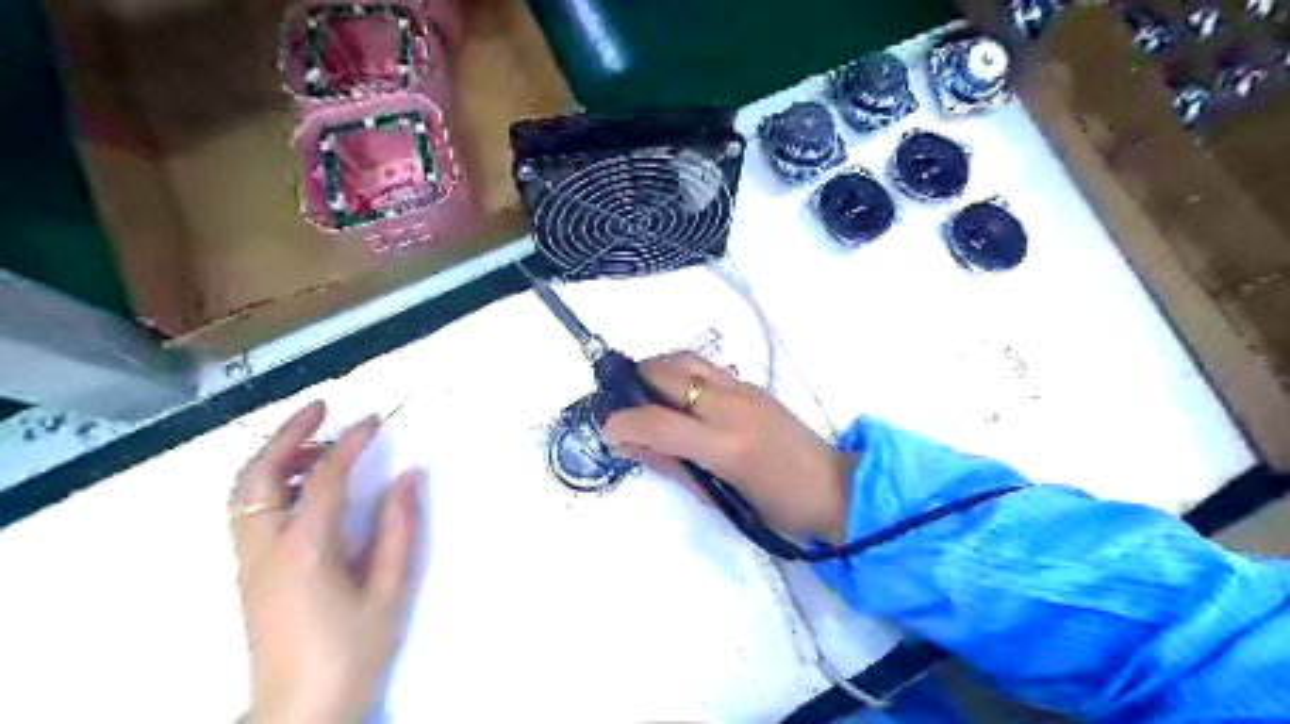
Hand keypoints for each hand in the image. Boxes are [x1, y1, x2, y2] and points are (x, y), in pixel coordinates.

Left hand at [227, 401, 418, 722]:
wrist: (300, 710)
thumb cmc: (351, 652)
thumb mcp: (389, 591)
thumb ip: (399, 529)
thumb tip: (408, 477)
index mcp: (305, 551)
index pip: (323, 478)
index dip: (350, 443)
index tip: (373, 420)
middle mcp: (265, 549)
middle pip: (258, 475)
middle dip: (288, 434)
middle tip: (321, 408)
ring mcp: (249, 561)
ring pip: (244, 491)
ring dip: (275, 456)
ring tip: (318, 443)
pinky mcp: (249, 572)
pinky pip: (248, 511)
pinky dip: (269, 482)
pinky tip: (302, 485)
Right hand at [603, 351, 852, 541]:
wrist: (836, 488)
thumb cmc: (779, 508)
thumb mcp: (720, 497)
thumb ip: (672, 467)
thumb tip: (631, 446)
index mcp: (725, 446)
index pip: (659, 422)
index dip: (624, 423)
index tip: (607, 430)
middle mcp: (732, 407)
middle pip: (668, 374)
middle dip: (634, 383)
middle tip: (621, 403)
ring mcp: (744, 390)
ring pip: (686, 360)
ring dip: (656, 370)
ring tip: (643, 394)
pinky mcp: (753, 385)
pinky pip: (706, 369)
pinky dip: (680, 374)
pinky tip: (678, 398)